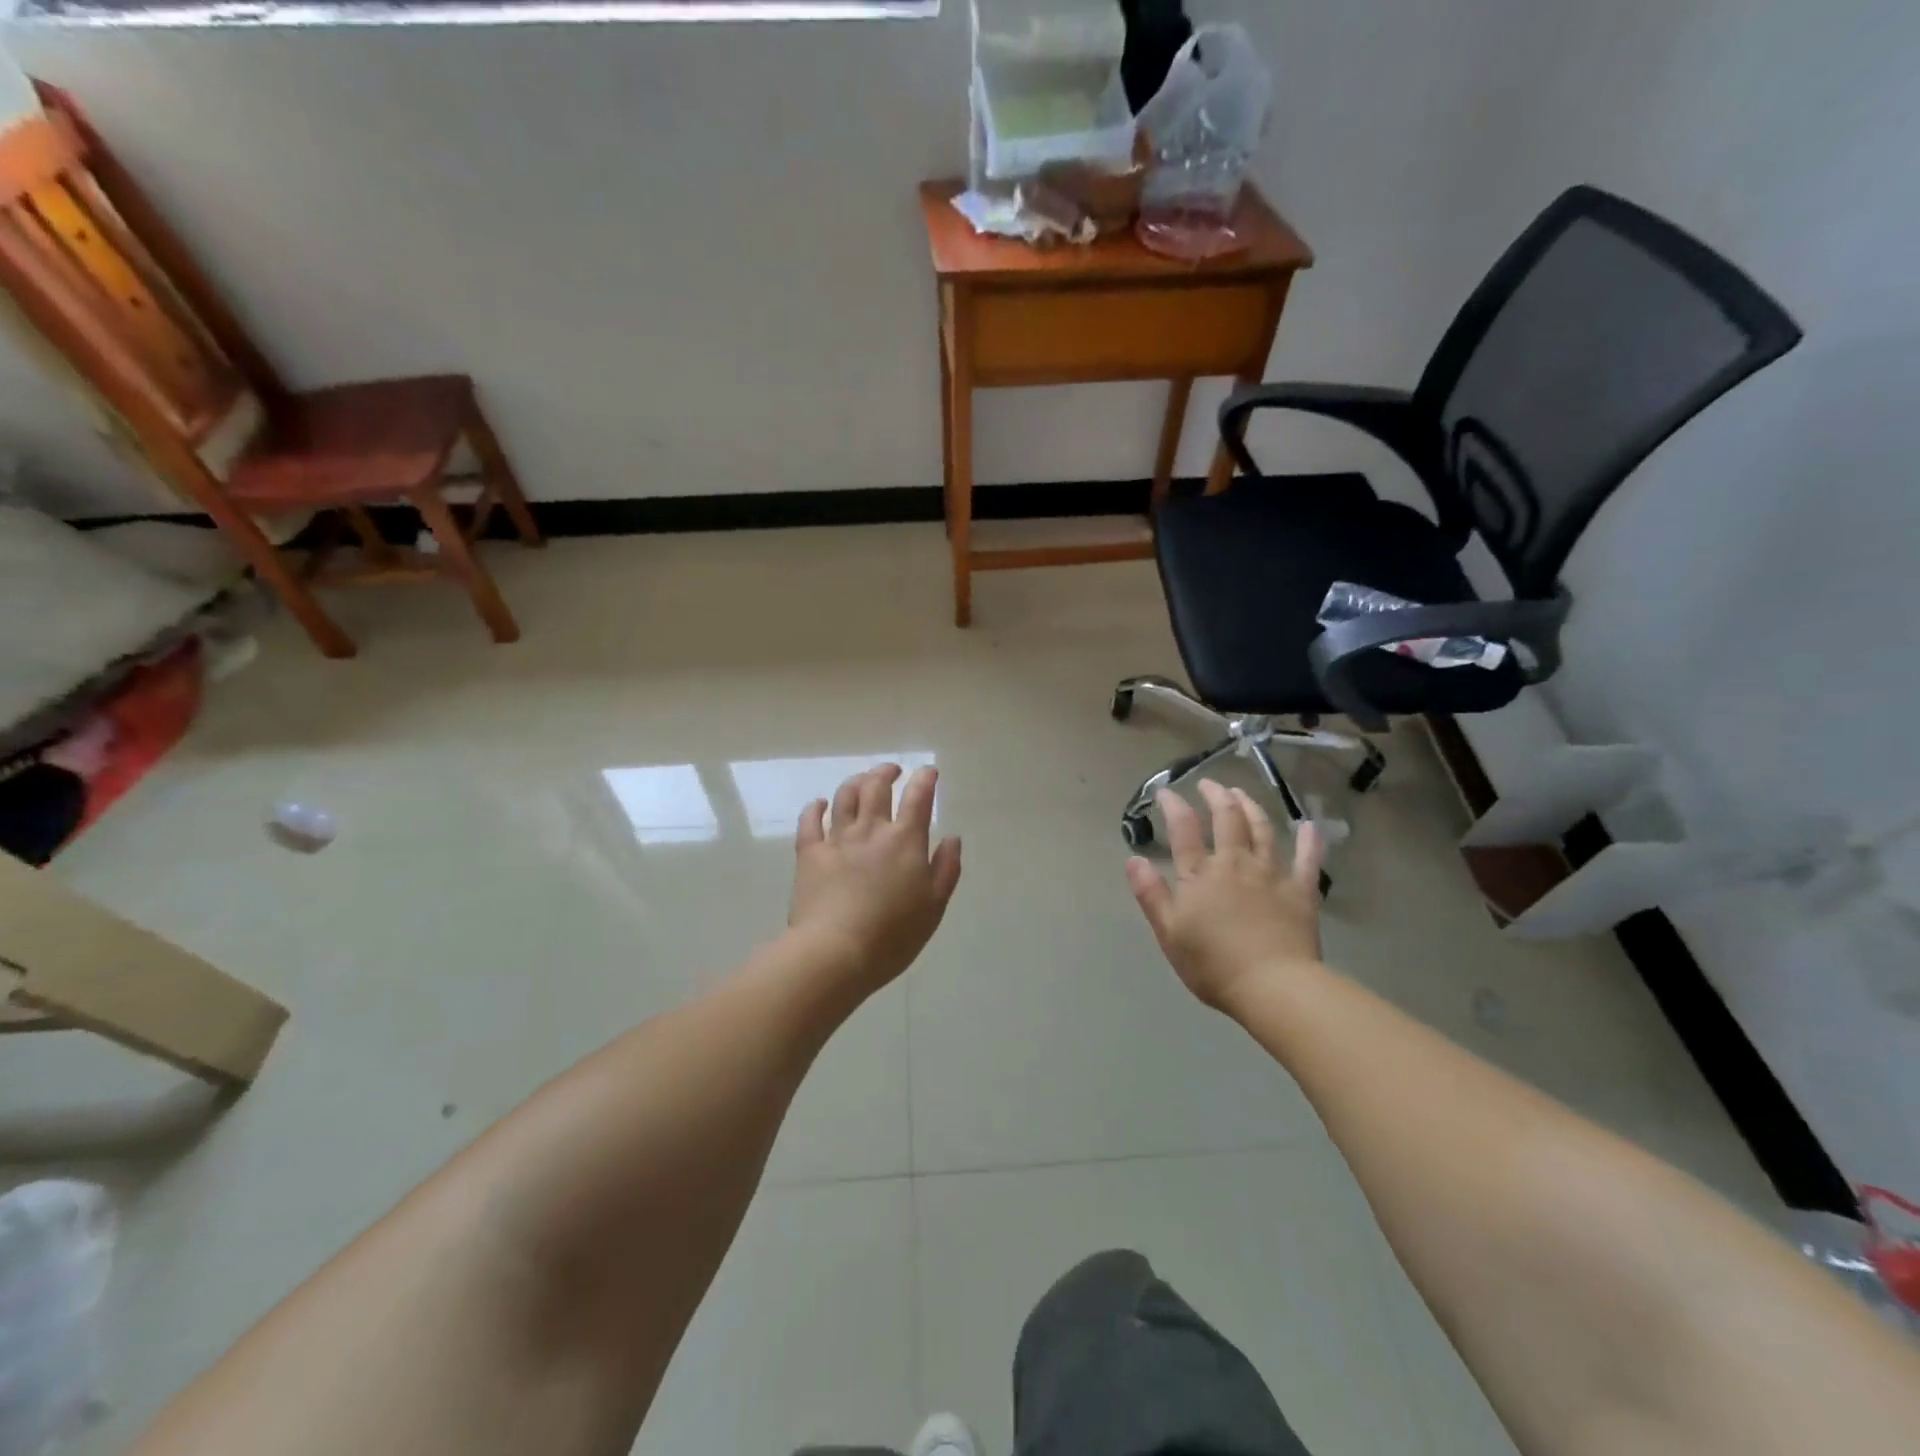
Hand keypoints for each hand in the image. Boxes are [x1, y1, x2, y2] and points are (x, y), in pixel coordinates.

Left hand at [789, 764, 962, 996]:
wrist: (835, 952)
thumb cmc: (893, 935)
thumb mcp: (934, 906)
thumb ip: (946, 868)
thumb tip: (952, 838)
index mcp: (905, 841)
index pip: (918, 797)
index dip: (925, 779)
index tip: (929, 772)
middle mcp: (871, 830)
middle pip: (876, 786)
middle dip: (886, 772)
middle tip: (893, 771)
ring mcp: (837, 839)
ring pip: (845, 796)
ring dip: (855, 782)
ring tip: (862, 781)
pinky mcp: (809, 854)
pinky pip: (810, 821)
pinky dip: (815, 807)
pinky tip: (820, 804)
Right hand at [1124, 780, 1325, 1012]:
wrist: (1273, 986)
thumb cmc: (1213, 965)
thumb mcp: (1169, 933)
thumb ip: (1151, 894)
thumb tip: (1133, 859)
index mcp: (1200, 874)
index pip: (1184, 829)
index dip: (1174, 806)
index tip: (1166, 792)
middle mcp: (1235, 863)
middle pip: (1227, 819)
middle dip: (1216, 796)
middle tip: (1209, 784)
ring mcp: (1271, 873)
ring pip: (1262, 829)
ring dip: (1250, 807)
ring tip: (1241, 794)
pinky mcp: (1301, 890)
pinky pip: (1307, 858)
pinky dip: (1308, 839)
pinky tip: (1308, 825)